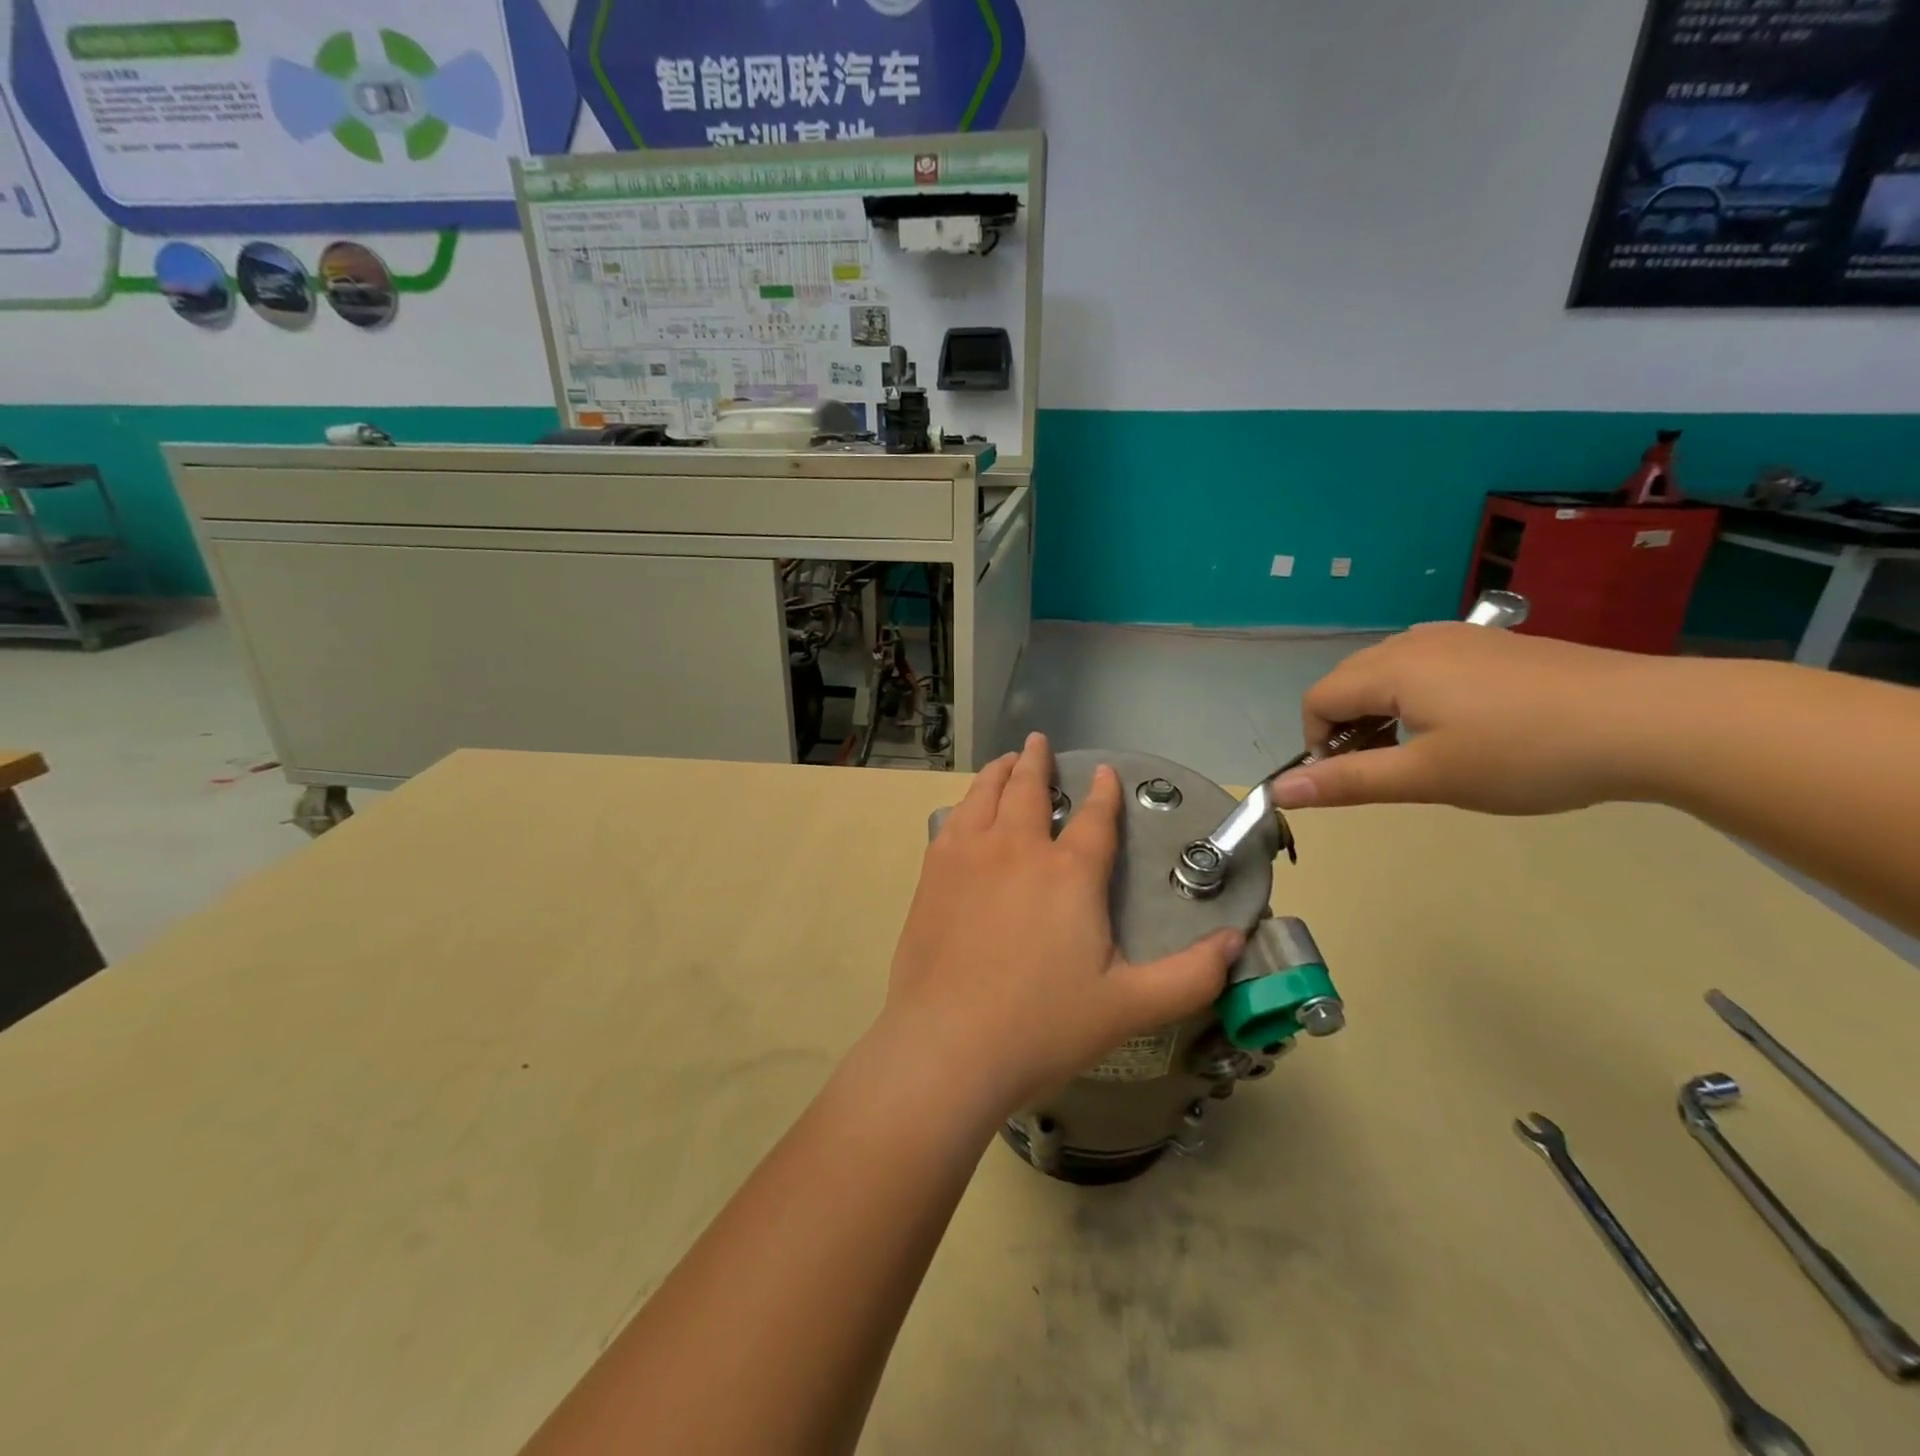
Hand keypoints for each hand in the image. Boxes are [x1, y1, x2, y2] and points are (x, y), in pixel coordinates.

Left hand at [881, 733, 1243, 1118]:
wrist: (948, 1045)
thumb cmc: (1043, 1026)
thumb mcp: (1130, 1007)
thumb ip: (1191, 975)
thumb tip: (1235, 941)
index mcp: (1069, 873)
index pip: (1095, 818)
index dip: (1104, 792)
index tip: (1105, 771)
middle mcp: (1018, 849)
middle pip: (1030, 789)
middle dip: (1039, 761)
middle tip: (1040, 742)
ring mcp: (969, 856)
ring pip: (985, 794)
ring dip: (999, 772)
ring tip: (1006, 761)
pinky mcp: (933, 873)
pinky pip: (952, 821)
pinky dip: (966, 803)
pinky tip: (966, 810)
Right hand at [1269, 625, 1663, 814]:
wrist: (1651, 720)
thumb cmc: (1525, 754)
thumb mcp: (1427, 777)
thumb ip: (1347, 782)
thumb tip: (1277, 790)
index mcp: (1391, 668)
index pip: (1317, 700)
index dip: (1316, 743)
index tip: (1351, 779)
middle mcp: (1415, 641)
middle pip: (1349, 682)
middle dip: (1347, 728)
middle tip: (1388, 770)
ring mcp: (1459, 637)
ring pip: (1388, 673)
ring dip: (1382, 713)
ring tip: (1426, 752)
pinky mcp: (1494, 645)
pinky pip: (1428, 666)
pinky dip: (1419, 698)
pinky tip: (1466, 727)